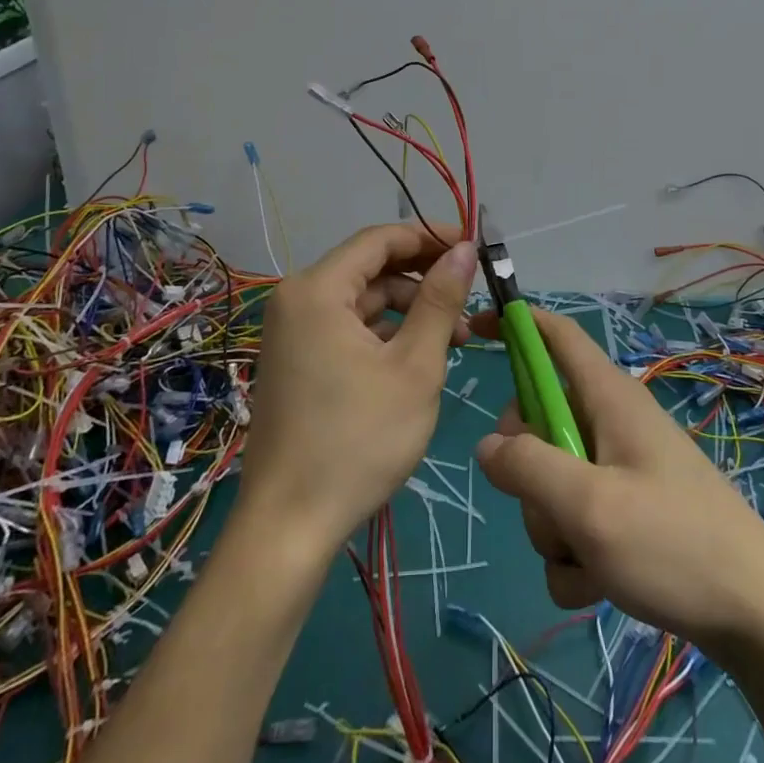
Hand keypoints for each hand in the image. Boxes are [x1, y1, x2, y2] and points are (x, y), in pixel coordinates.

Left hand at [241, 224, 477, 555]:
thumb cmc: (358, 441)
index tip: (473, 246)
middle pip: (371, 268)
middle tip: (472, 297)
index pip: (380, 239)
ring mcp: (293, 333)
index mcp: (318, 290)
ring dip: (410, 310)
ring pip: (363, 301)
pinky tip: (420, 358)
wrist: (290, 527)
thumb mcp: (415, 366)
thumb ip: (441, 300)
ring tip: (457, 339)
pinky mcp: (298, 361)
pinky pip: (348, 328)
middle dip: (424, 279)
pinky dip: (386, 334)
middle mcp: (297, 300)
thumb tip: (464, 249)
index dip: (430, 236)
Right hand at [472, 306, 763, 655]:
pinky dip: (574, 554)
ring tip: (590, 558)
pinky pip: (572, 520)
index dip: (516, 323)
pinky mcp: (625, 509)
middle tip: (555, 508)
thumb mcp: (590, 506)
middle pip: (537, 421)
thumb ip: (528, 468)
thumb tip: (487, 446)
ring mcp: (618, 468)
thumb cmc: (674, 545)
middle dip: (528, 471)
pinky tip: (600, 584)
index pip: (556, 336)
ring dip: (553, 527)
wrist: (755, 615)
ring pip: (549, 480)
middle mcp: (610, 423)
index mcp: (608, 397)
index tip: (472, 329)